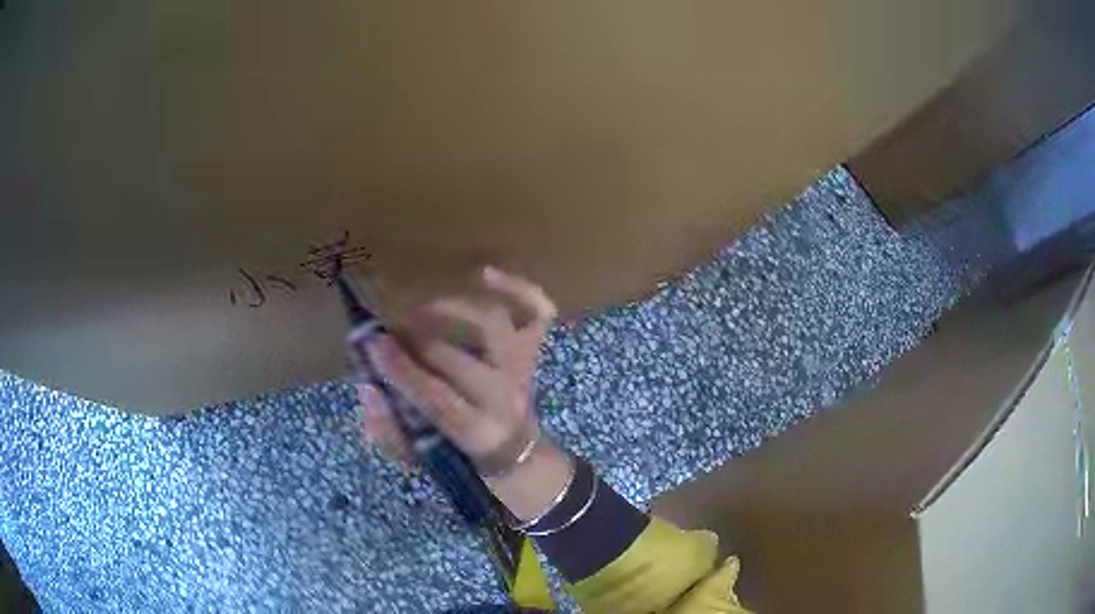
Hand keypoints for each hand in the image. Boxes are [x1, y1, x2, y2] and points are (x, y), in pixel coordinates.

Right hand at [358, 266, 573, 518]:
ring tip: (419, 310)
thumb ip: (389, 429)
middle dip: (416, 340)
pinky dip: (518, 287)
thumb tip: (369, 387)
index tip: (372, 344)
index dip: (401, 370)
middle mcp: (505, 397)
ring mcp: (522, 368)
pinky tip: (484, 274)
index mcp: (477, 432)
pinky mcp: (533, 350)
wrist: (514, 450)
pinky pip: (538, 311)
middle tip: (388, 331)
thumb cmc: (460, 452)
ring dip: (451, 309)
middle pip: (458, 359)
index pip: (437, 398)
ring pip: (493, 325)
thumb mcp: (420, 457)